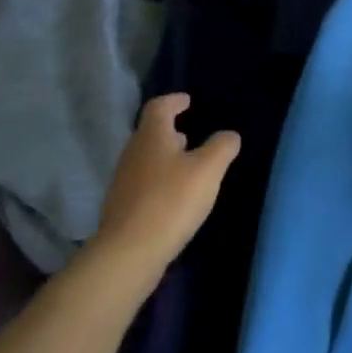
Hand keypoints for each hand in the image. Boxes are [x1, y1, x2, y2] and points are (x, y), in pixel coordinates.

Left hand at [94, 94, 239, 281]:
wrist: (129, 251)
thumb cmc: (171, 201)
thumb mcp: (208, 169)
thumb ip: (222, 147)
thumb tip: (228, 135)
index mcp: (152, 136)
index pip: (159, 107)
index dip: (174, 101)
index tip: (187, 101)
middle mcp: (132, 153)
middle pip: (149, 133)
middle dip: (169, 131)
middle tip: (190, 134)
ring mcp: (123, 181)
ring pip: (146, 159)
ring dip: (165, 157)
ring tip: (187, 166)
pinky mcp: (122, 207)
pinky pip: (143, 183)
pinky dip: (159, 180)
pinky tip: (174, 196)